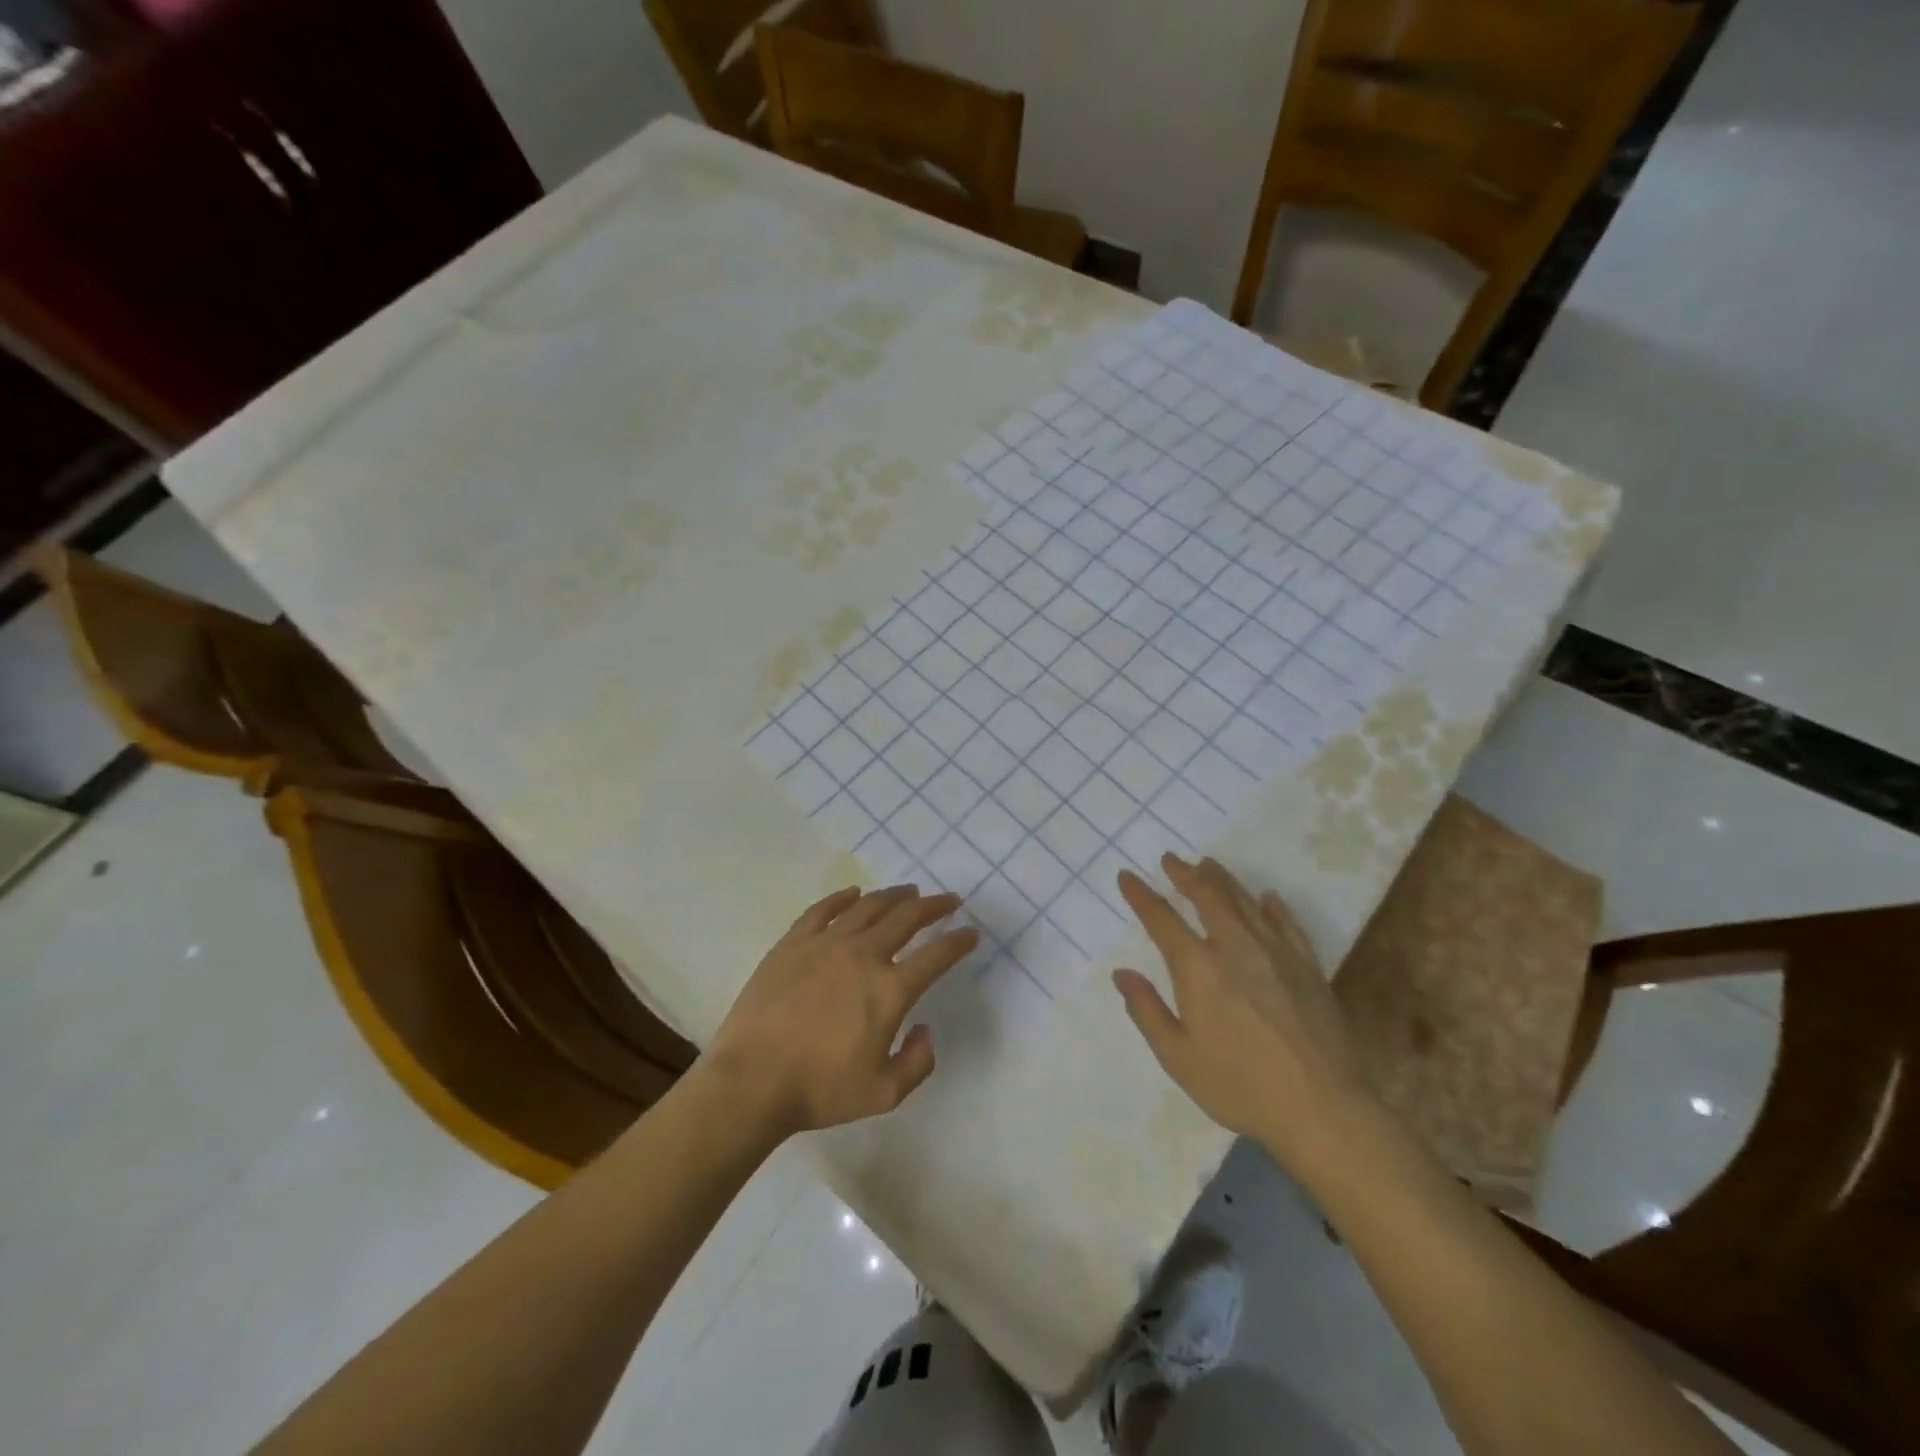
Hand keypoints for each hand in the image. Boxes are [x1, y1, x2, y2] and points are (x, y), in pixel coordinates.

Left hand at [705, 885, 977, 1137]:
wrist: (751, 1082)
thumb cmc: (819, 1090)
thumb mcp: (884, 1094)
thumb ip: (918, 1062)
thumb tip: (924, 1029)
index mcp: (889, 990)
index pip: (936, 955)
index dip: (959, 941)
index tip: (971, 932)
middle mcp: (863, 955)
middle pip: (907, 918)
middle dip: (933, 906)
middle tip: (948, 900)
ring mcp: (825, 944)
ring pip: (868, 907)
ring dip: (894, 896)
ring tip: (909, 892)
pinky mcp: (793, 943)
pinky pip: (823, 910)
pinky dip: (843, 898)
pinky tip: (854, 894)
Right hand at [1113, 855, 1372, 1159]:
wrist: (1322, 1109)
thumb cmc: (1240, 1086)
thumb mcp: (1178, 1057)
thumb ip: (1147, 1011)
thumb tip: (1122, 973)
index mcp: (1198, 968)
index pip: (1162, 920)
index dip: (1142, 895)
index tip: (1127, 876)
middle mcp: (1235, 948)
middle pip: (1208, 897)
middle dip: (1186, 874)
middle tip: (1171, 859)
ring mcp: (1277, 954)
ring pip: (1246, 902)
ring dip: (1223, 880)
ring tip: (1209, 864)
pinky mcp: (1309, 967)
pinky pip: (1287, 924)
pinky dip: (1273, 906)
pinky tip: (1268, 898)